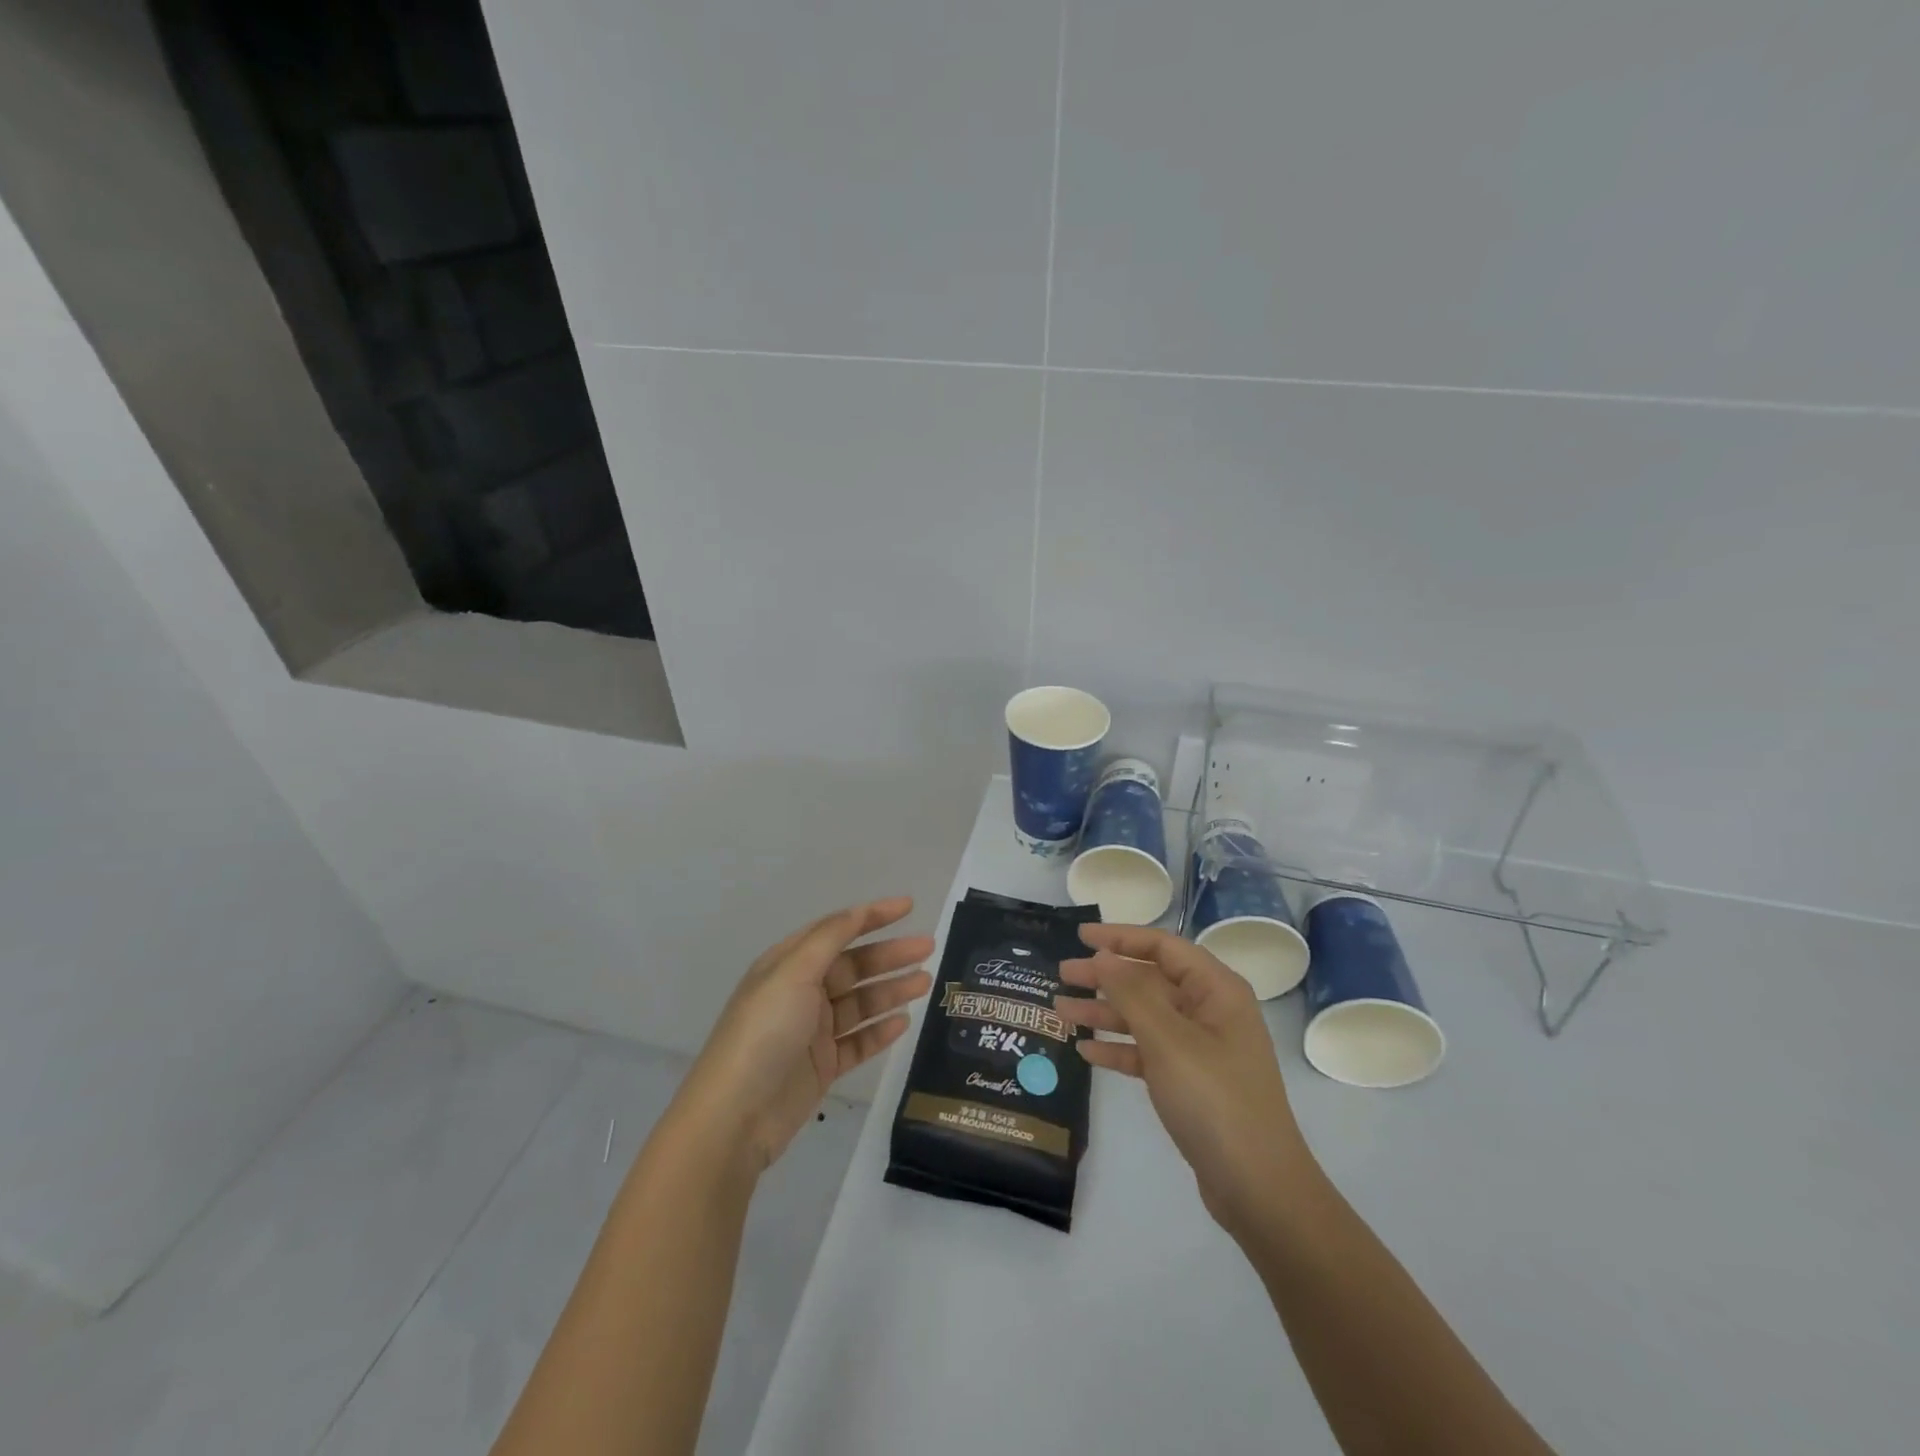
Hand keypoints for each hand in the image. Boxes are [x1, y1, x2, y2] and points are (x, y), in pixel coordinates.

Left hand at [672, 898, 932, 1173]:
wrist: (735, 1116)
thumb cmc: (764, 1032)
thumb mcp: (793, 973)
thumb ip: (829, 939)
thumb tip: (857, 912)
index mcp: (788, 964)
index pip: (836, 930)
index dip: (872, 916)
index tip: (909, 906)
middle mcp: (800, 992)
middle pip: (853, 966)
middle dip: (890, 955)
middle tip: (928, 948)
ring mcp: (812, 1031)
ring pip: (860, 1003)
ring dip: (891, 990)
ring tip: (925, 983)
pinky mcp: (821, 1067)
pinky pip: (858, 1042)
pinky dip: (880, 1030)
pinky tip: (903, 1022)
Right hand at [1056, 924, 1317, 1237]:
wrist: (1258, 1188)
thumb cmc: (1214, 1100)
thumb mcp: (1168, 1040)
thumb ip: (1132, 993)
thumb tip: (1103, 955)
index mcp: (1216, 990)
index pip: (1163, 947)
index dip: (1120, 937)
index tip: (1079, 936)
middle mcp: (1210, 1012)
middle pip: (1150, 981)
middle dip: (1106, 977)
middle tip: (1062, 975)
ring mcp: (1201, 1049)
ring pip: (1145, 1018)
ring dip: (1105, 1013)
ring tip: (1061, 1011)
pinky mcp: (1191, 1083)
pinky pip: (1148, 1053)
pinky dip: (1119, 1049)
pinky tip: (1086, 1051)